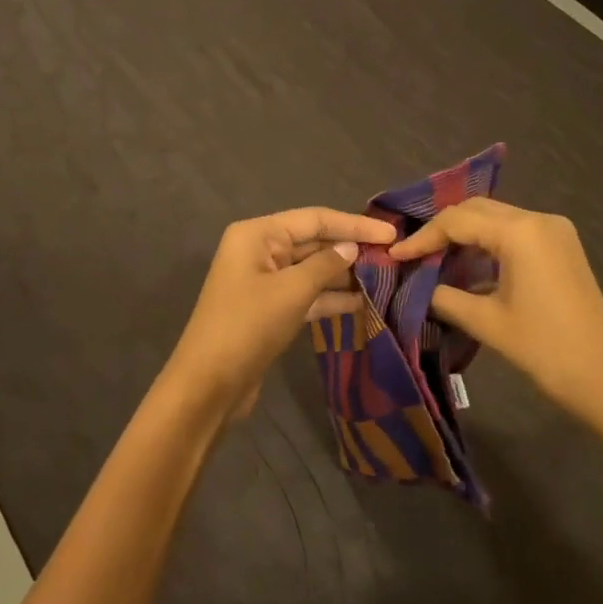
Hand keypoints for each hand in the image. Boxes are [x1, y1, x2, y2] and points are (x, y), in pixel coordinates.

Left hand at [162, 207, 396, 415]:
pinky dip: (331, 298)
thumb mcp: (292, 290)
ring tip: (385, 279)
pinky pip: (306, 295)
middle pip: (313, 242)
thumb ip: (326, 264)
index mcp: (258, 234)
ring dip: (345, 276)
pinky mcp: (270, 310)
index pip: (315, 219)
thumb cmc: (249, 325)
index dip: (354, 225)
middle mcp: (259, 251)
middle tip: (393, 257)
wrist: (209, 384)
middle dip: (350, 250)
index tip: (390, 234)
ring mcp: (264, 282)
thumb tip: (352, 248)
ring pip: (312, 270)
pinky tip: (363, 304)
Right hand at [390, 199, 602, 421]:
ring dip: (465, 236)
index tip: (395, 256)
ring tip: (432, 260)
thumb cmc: (543, 349)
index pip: (458, 220)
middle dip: (442, 229)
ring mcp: (555, 232)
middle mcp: (539, 219)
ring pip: (496, 220)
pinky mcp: (562, 248)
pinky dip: (488, 245)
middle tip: (412, 254)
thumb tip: (418, 286)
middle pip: (477, 210)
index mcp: (521, 231)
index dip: (423, 237)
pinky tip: (466, 268)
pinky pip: (515, 234)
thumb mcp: (486, 321)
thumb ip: (445, 297)